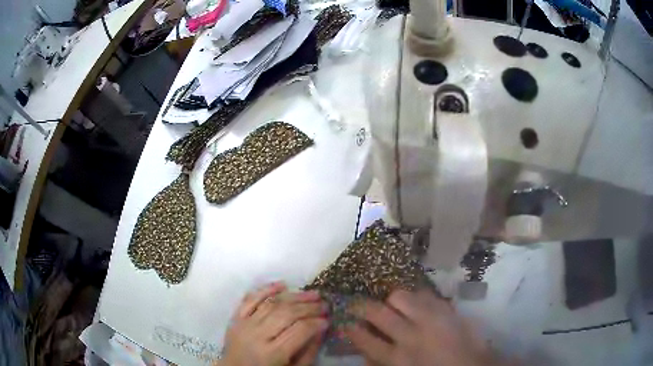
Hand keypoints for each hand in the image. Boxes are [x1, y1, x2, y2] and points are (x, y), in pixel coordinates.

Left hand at [219, 282, 328, 365]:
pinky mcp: (235, 318)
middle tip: (325, 305)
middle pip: (287, 314)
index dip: (317, 323)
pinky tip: (282, 285)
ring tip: (312, 294)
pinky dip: (266, 289)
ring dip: (294, 296)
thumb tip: (321, 330)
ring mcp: (244, 325)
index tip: (328, 320)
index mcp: (273, 353)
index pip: (300, 330)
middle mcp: (257, 336)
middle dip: (309, 307)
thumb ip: (308, 353)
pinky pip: (250, 299)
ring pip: (271, 304)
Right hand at [346, 289, 500, 365]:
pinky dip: (416, 296)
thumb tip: (366, 352)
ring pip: (400, 296)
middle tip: (358, 303)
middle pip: (378, 313)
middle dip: (362, 306)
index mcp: (398, 358)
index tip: (346, 322)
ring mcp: (430, 319)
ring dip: (392, 299)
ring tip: (392, 304)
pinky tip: (416, 302)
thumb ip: (383, 363)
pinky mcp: (446, 309)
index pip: (365, 339)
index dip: (352, 328)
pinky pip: (425, 294)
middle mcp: (410, 336)